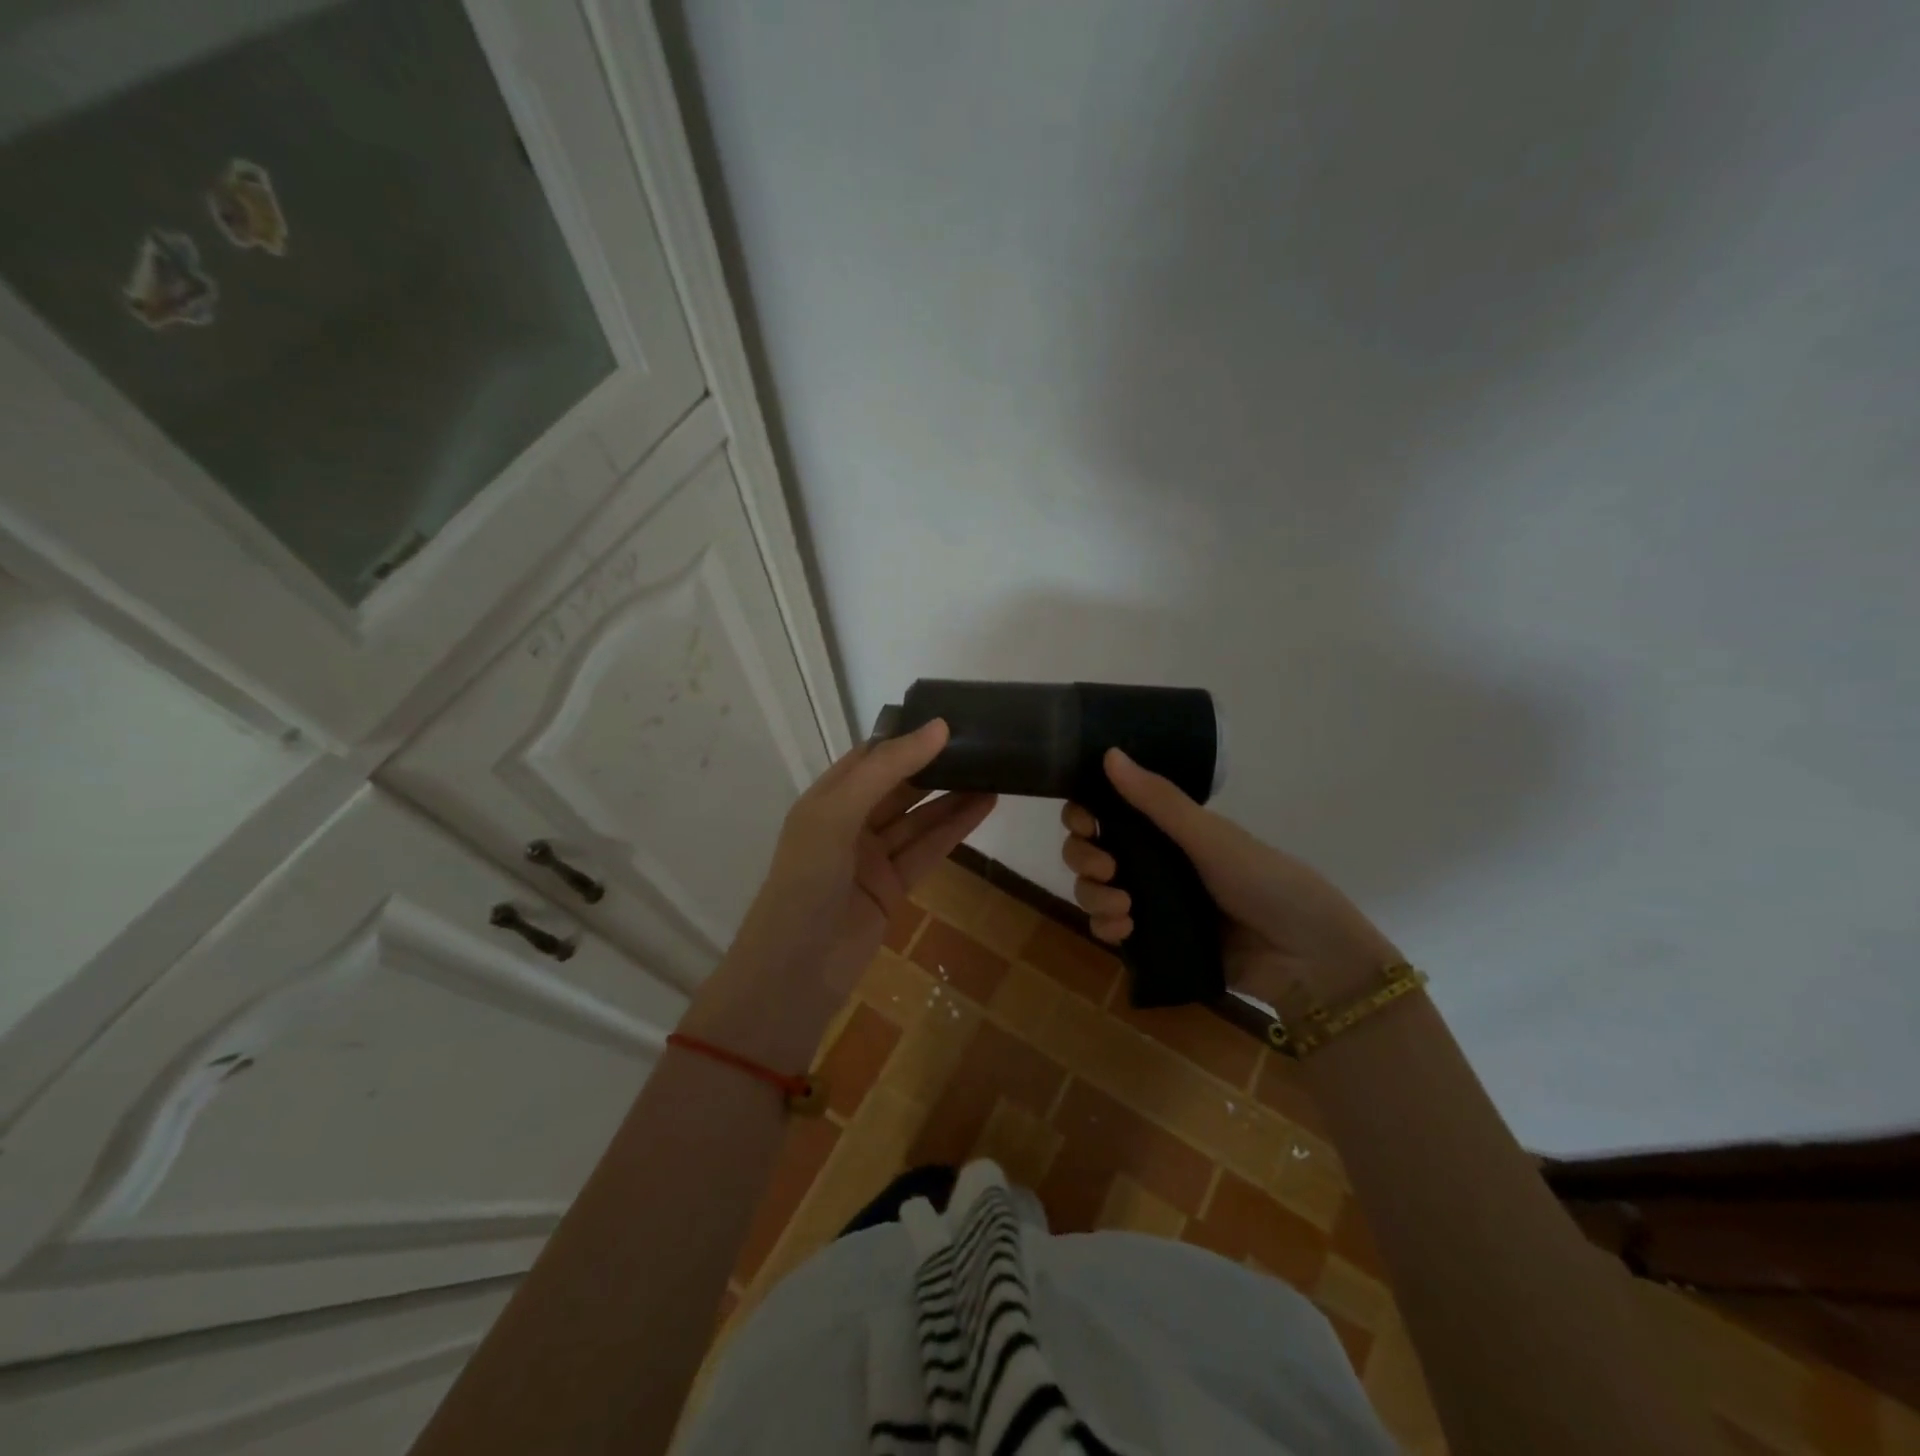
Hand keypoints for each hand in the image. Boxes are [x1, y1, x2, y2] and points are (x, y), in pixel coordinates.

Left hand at [685, 719, 995, 1063]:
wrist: (796, 972)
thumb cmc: (806, 881)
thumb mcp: (838, 814)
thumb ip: (887, 770)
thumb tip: (938, 727)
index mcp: (827, 799)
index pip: (871, 757)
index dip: (907, 738)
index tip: (950, 718)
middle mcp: (849, 822)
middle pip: (898, 785)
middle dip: (935, 765)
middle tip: (981, 741)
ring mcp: (872, 857)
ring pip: (918, 817)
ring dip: (953, 795)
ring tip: (995, 769)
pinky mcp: (893, 886)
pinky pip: (928, 849)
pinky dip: (955, 827)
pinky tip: (985, 804)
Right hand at [1061, 748, 1400, 1015]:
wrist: (1306, 956)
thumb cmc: (1264, 881)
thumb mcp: (1209, 837)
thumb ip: (1158, 800)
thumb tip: (1109, 753)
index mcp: (1165, 829)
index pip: (1105, 813)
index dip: (1083, 815)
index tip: (1084, 822)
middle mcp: (1150, 861)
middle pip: (1089, 851)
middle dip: (1084, 856)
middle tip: (1106, 867)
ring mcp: (1149, 902)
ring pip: (1093, 890)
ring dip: (1093, 895)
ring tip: (1123, 907)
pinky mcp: (1152, 941)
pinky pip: (1109, 929)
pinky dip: (1105, 927)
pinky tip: (1123, 930)